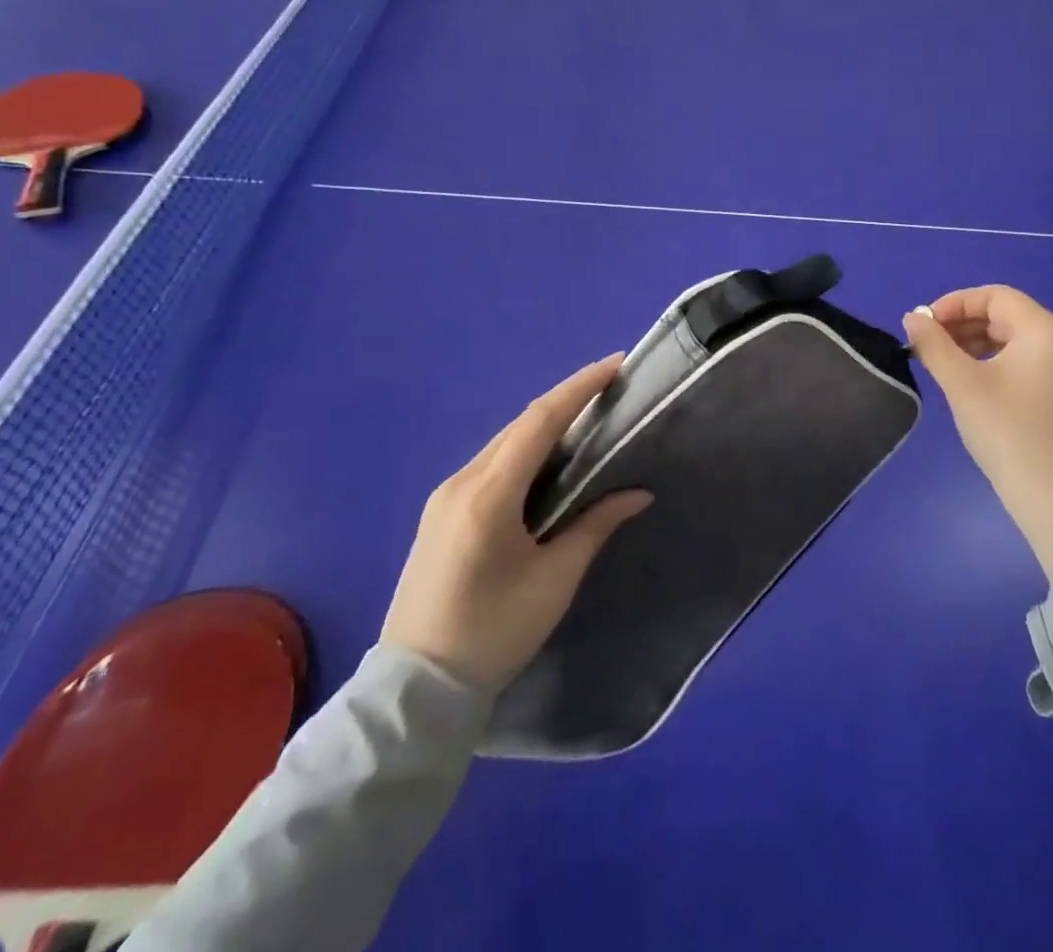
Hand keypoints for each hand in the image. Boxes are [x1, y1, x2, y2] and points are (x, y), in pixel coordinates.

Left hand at [381, 356, 652, 690]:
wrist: (415, 688)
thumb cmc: (492, 633)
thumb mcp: (554, 581)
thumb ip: (595, 526)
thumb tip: (637, 493)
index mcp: (488, 495)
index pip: (540, 421)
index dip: (580, 387)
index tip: (615, 364)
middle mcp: (461, 482)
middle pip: (521, 425)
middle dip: (567, 400)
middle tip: (610, 387)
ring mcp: (445, 496)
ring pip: (504, 442)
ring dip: (546, 424)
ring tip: (588, 418)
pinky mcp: (442, 512)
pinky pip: (491, 463)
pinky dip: (525, 449)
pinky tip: (549, 460)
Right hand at [904, 287, 1052, 578]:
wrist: (1051, 495)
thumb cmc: (1006, 430)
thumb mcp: (962, 382)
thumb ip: (933, 344)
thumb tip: (912, 318)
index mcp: (1043, 329)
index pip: (994, 296)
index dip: (954, 303)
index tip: (922, 325)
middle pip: (1002, 314)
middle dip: (960, 323)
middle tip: (925, 344)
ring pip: (1008, 337)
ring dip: (971, 341)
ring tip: (938, 361)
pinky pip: (1017, 358)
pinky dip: (987, 359)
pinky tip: (963, 378)